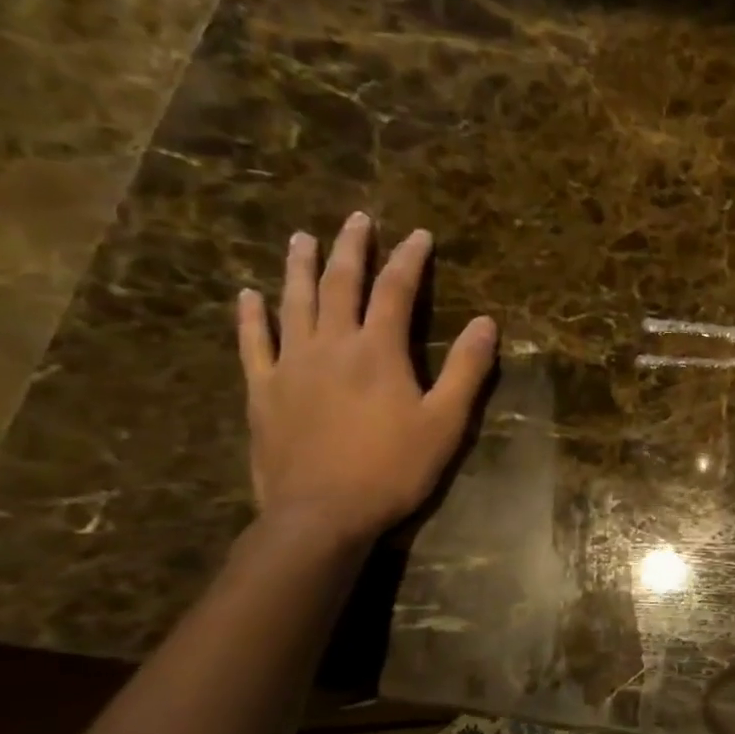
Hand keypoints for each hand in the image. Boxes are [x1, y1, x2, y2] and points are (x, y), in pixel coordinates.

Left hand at [236, 213, 496, 544]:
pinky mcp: (262, 391)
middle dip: (350, 248)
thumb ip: (466, 369)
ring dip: (298, 267)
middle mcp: (330, 345)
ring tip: (301, 238)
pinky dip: (250, 316)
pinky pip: (252, 344)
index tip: (418, 234)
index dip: (409, 259)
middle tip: (356, 219)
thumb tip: (487, 323)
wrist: (321, 515)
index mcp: (378, 351)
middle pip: (339, 284)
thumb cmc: (393, 469)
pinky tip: (247, 295)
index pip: (396, 291)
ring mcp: (290, 366)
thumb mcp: (446, 422)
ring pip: (292, 303)